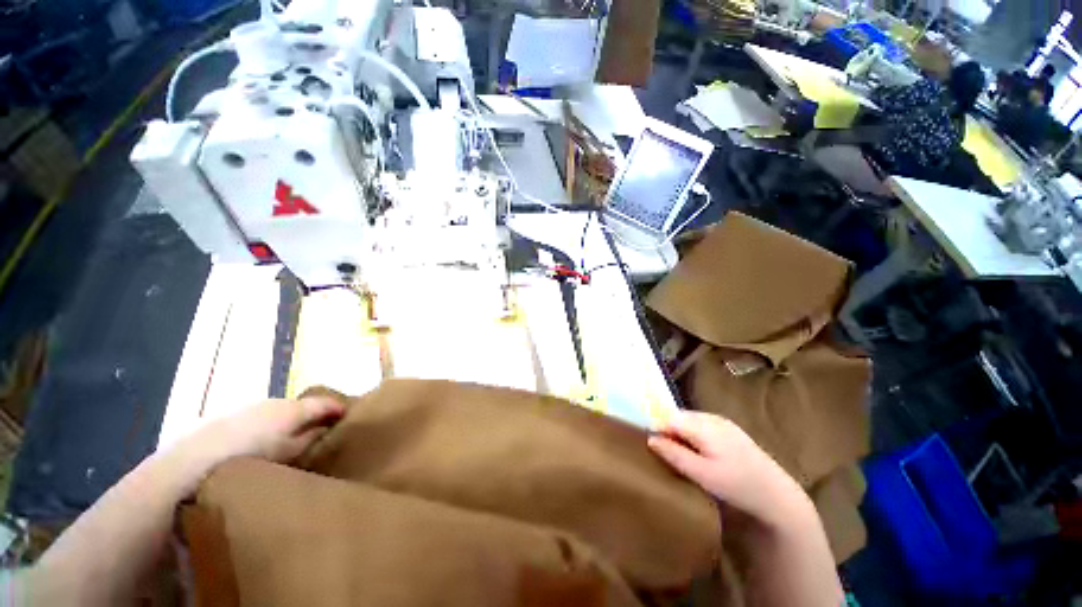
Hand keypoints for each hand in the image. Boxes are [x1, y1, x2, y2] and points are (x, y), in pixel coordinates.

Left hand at [177, 396, 345, 467]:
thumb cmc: (250, 458)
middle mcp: (276, 402)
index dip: (339, 408)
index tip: (349, 417)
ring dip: (293, 421)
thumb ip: (311, 439)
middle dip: (315, 415)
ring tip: (297, 438)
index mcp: (294, 409)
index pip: (325, 403)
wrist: (192, 462)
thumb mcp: (289, 454)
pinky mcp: (235, 416)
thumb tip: (327, 429)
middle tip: (324, 430)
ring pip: (283, 412)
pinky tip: (268, 442)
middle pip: (303, 406)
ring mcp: (253, 407)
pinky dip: (274, 425)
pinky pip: (265, 417)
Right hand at [648, 410, 806, 527]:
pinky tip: (699, 452)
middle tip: (666, 453)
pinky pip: (702, 424)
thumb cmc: (737, 486)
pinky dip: (693, 434)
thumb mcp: (702, 474)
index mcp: (704, 426)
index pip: (669, 418)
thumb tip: (651, 438)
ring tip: (680, 453)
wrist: (777, 495)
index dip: (657, 429)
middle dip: (668, 430)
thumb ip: (674, 454)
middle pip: (679, 416)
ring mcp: (722, 421)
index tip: (651, 446)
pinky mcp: (730, 428)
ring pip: (690, 420)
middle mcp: (712, 417)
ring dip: (680, 432)